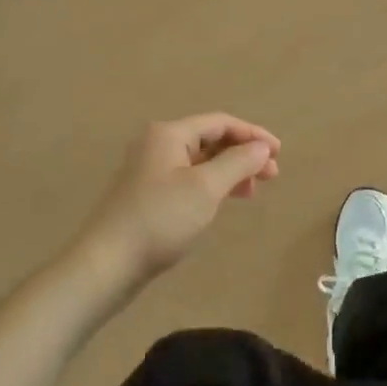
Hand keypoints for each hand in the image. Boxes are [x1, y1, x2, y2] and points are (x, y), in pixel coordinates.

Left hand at [73, 114, 280, 289]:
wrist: (107, 263)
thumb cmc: (160, 219)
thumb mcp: (206, 188)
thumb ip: (238, 162)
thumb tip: (261, 147)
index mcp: (169, 133)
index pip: (220, 122)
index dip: (253, 134)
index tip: (279, 153)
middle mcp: (157, 143)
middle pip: (210, 139)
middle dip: (243, 154)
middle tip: (272, 176)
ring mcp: (149, 169)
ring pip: (200, 161)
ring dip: (229, 171)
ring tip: (252, 191)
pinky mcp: (147, 194)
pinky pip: (188, 178)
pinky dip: (211, 185)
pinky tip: (224, 201)